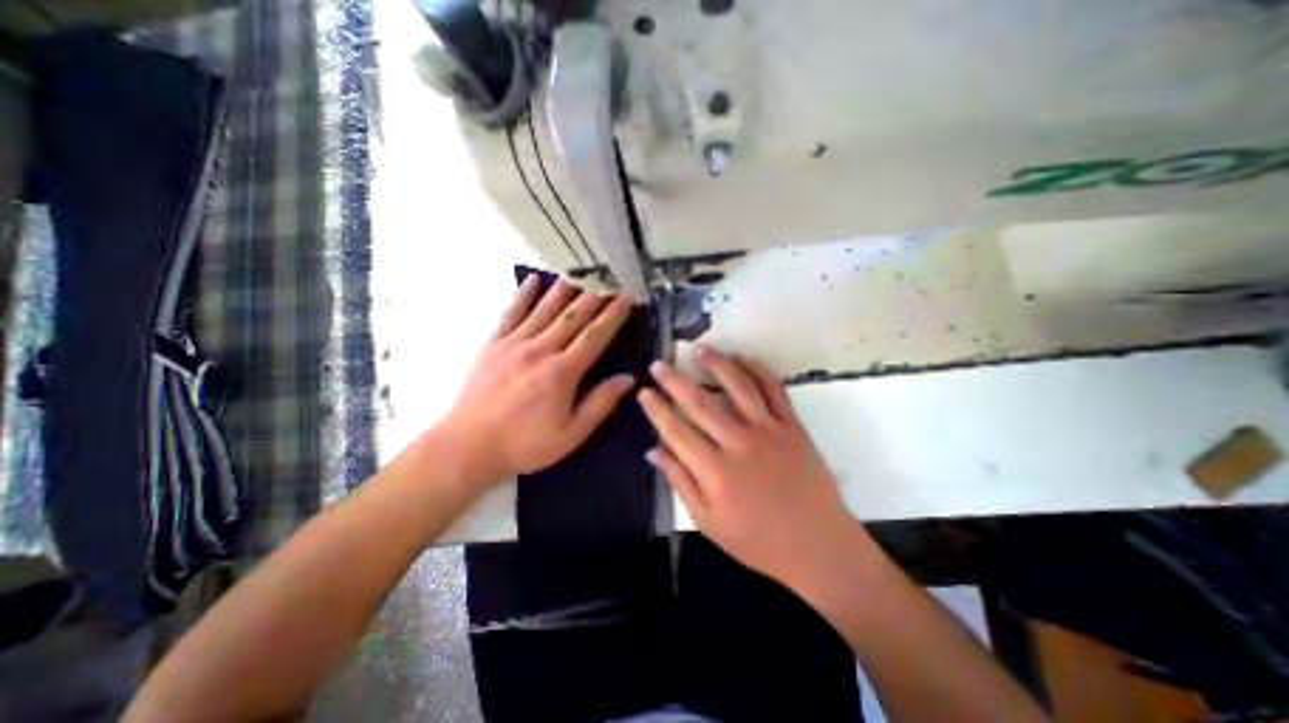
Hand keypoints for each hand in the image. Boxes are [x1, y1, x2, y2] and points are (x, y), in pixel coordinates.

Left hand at [443, 273, 638, 486]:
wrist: (468, 447)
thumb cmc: (525, 444)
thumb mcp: (571, 434)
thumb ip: (600, 403)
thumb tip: (628, 379)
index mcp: (562, 372)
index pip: (595, 335)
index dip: (613, 314)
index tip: (627, 297)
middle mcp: (540, 350)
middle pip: (573, 316)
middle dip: (595, 295)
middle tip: (611, 277)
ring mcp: (514, 343)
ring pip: (545, 309)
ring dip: (565, 288)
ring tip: (580, 270)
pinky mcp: (493, 344)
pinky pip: (511, 313)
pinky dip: (523, 295)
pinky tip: (532, 279)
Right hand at [637, 347, 857, 589]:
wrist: (819, 547)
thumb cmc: (759, 542)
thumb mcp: (709, 522)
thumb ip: (680, 482)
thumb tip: (654, 451)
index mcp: (714, 471)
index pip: (675, 430)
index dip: (656, 409)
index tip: (644, 391)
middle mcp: (738, 443)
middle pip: (699, 403)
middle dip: (674, 380)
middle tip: (659, 363)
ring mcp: (768, 430)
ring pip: (737, 386)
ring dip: (715, 364)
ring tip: (698, 349)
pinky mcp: (793, 426)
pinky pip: (774, 389)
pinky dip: (758, 369)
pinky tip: (743, 358)